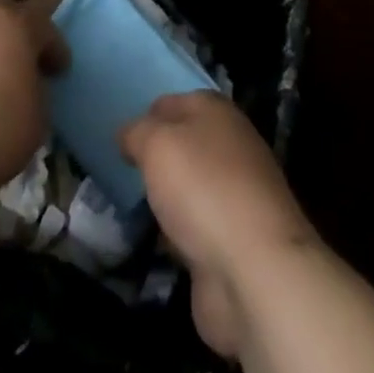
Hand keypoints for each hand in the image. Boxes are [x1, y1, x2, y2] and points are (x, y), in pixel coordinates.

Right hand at [121, 91, 317, 356]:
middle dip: (154, 159)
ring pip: (189, 186)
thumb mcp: (157, 144)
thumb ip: (137, 132)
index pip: (171, 102)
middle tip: (121, 174)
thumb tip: (129, 135)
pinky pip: (195, 226)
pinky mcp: (235, 238)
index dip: (144, 116)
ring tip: (131, 208)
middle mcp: (231, 145)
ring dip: (166, 197)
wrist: (255, 270)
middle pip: (182, 144)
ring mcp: (236, 194)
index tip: (119, 141)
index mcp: (216, 111)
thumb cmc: (202, 189)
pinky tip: (158, 242)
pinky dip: (178, 233)